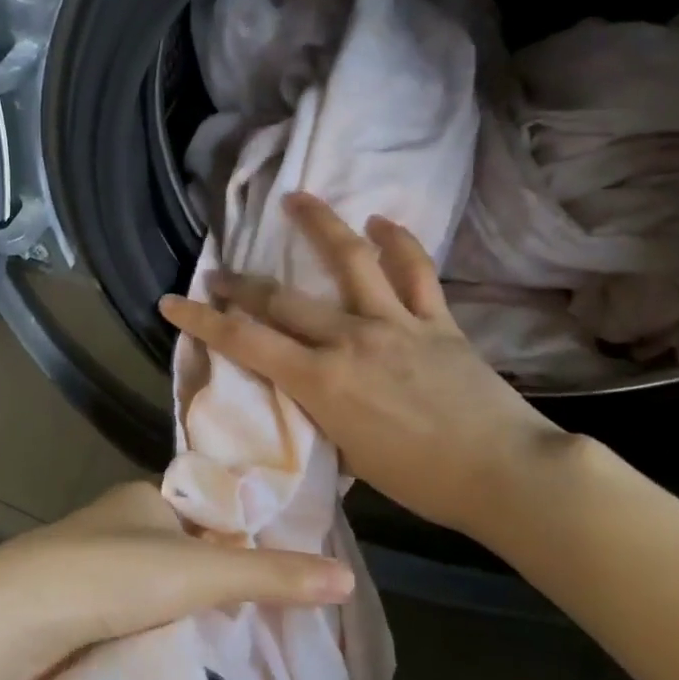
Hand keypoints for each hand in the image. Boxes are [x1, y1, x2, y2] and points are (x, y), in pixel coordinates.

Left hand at [0, 481, 353, 670]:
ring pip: (149, 579)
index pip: (206, 507)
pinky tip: (166, 647)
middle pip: (178, 544)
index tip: (273, 568)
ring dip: (176, 603)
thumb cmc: (113, 575)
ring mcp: (88, 559)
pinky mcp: (70, 600)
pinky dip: (147, 623)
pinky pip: (123, 606)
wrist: (17, 616)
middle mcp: (116, 519)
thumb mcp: (201, 573)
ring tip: (218, 636)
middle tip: (253, 612)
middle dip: (209, 575)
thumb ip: (270, 575)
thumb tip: (345, 577)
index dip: (238, 533)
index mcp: (145, 495)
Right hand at [158, 192, 571, 538]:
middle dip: (241, 285)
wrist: (506, 474)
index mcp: (322, 380)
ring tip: (297, 198)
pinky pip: (415, 271)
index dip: (202, 320)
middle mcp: (351, 340)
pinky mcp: (436, 320)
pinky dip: (398, 242)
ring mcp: (396, 323)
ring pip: (351, 260)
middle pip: (282, 299)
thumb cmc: (421, 481)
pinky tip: (381, 221)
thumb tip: (311, 388)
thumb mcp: (349, 452)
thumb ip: (322, 410)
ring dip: (319, 225)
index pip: (245, 342)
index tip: (172, 302)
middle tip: (219, 274)